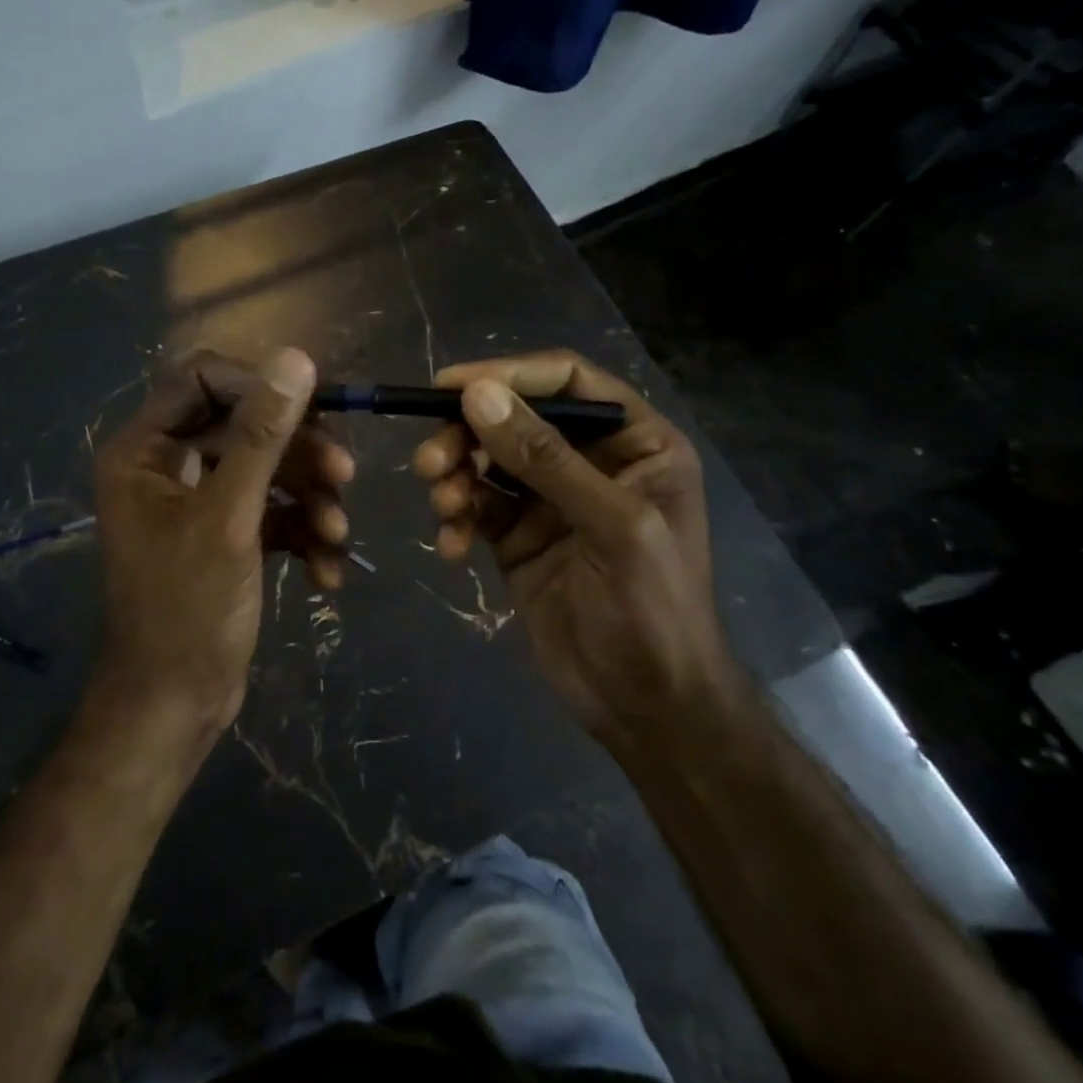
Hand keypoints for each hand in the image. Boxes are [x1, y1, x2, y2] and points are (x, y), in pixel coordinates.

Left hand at [93, 348, 351, 740]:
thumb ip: (263, 435)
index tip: (315, 409)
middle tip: (344, 477)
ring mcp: (198, 502)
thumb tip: (296, 358)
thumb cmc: (188, 609)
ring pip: (267, 471)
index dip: (261, 387)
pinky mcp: (226, 535)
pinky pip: (272, 512)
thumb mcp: (230, 517)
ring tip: (337, 535)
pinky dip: (301, 534)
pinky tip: (326, 572)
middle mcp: (167, 466)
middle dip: (298, 453)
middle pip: (246, 426)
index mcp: (146, 450)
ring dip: (309, 499)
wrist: (176, 707)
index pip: (204, 380)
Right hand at [413, 350, 728, 738]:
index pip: (567, 380)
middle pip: (515, 418)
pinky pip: (476, 507)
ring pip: (487, 460)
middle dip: (467, 435)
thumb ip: (545, 459)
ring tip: (443, 506)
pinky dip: (457, 518)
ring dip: (456, 476)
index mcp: (635, 442)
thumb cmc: (652, 611)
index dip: (508, 374)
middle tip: (429, 462)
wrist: (646, 707)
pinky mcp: (518, 535)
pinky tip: (451, 546)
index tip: (449, 386)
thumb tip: (477, 395)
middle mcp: (591, 460)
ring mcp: (550, 499)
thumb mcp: (611, 527)